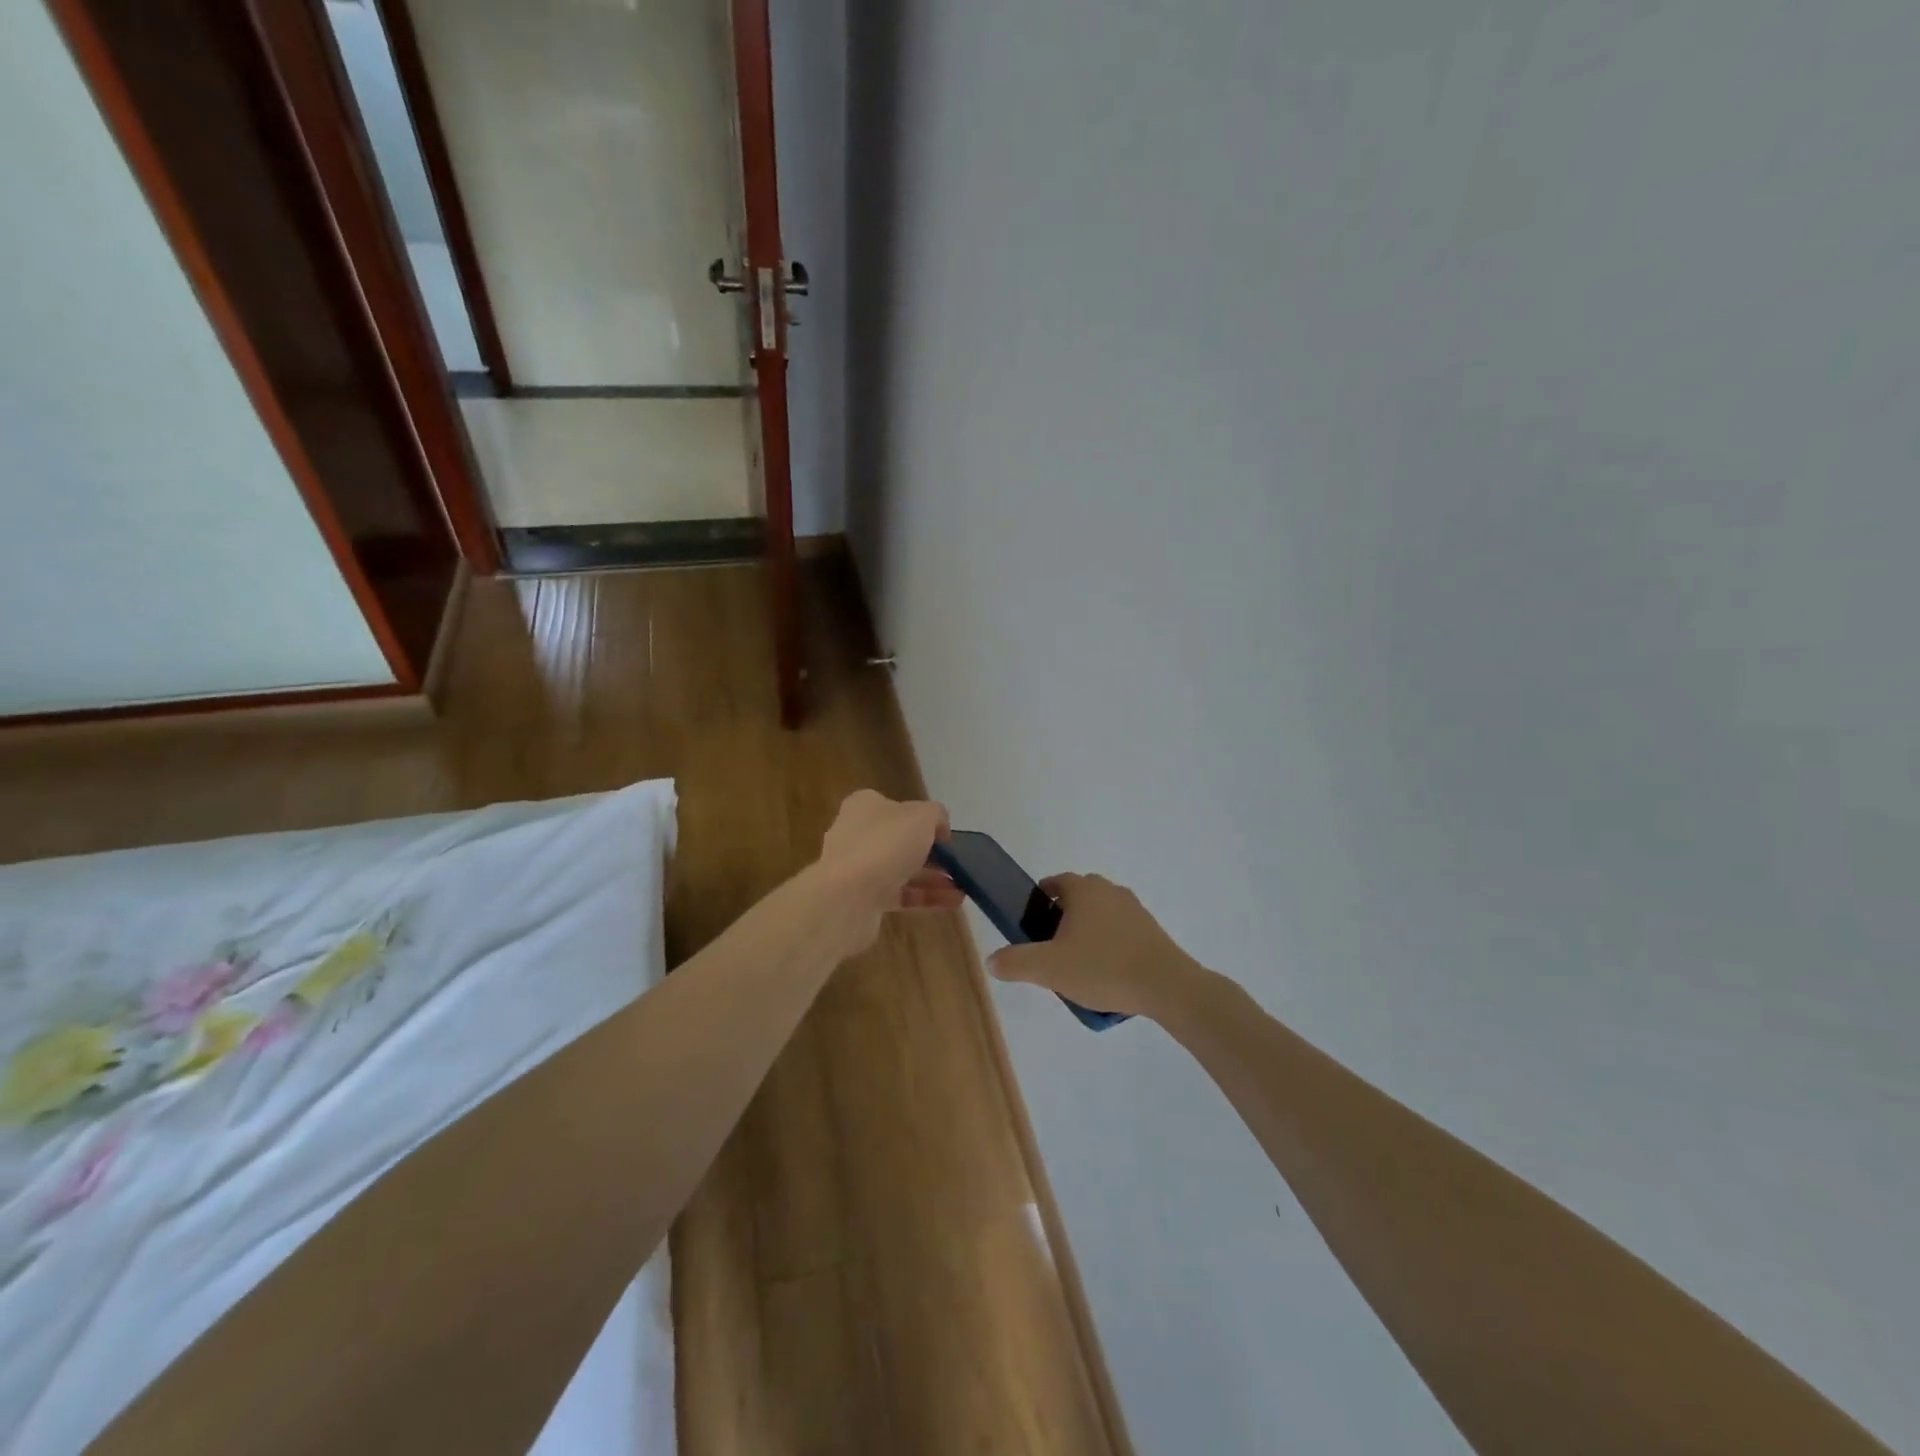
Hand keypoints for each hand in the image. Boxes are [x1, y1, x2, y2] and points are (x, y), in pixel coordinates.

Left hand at [815, 791, 962, 948]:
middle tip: (957, 863)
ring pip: (902, 870)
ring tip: (962, 886)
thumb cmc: (885, 844)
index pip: (898, 808)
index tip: (946, 836)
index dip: (924, 820)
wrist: (848, 897)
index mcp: (865, 806)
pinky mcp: (862, 899)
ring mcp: (857, 868)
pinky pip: (900, 895)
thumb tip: (939, 830)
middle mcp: (857, 834)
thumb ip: (936, 816)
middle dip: (931, 853)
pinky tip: (952, 902)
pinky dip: (925, 897)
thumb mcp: (922, 816)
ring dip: (933, 878)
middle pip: (900, 840)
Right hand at [988, 874, 1203, 1020]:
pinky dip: (1109, 945)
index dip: (1039, 901)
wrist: (1166, 986)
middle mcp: (1109, 889)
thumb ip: (1016, 962)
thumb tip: (992, 960)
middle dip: (1061, 920)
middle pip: (1077, 899)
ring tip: (1078, 967)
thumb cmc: (1103, 967)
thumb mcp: (1049, 968)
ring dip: (1086, 933)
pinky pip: (1120, 931)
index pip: (1054, 883)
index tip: (1032, 926)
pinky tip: (1105, 974)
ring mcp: (1134, 908)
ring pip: (1100, 915)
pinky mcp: (1151, 930)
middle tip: (1051, 950)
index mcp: (1083, 889)